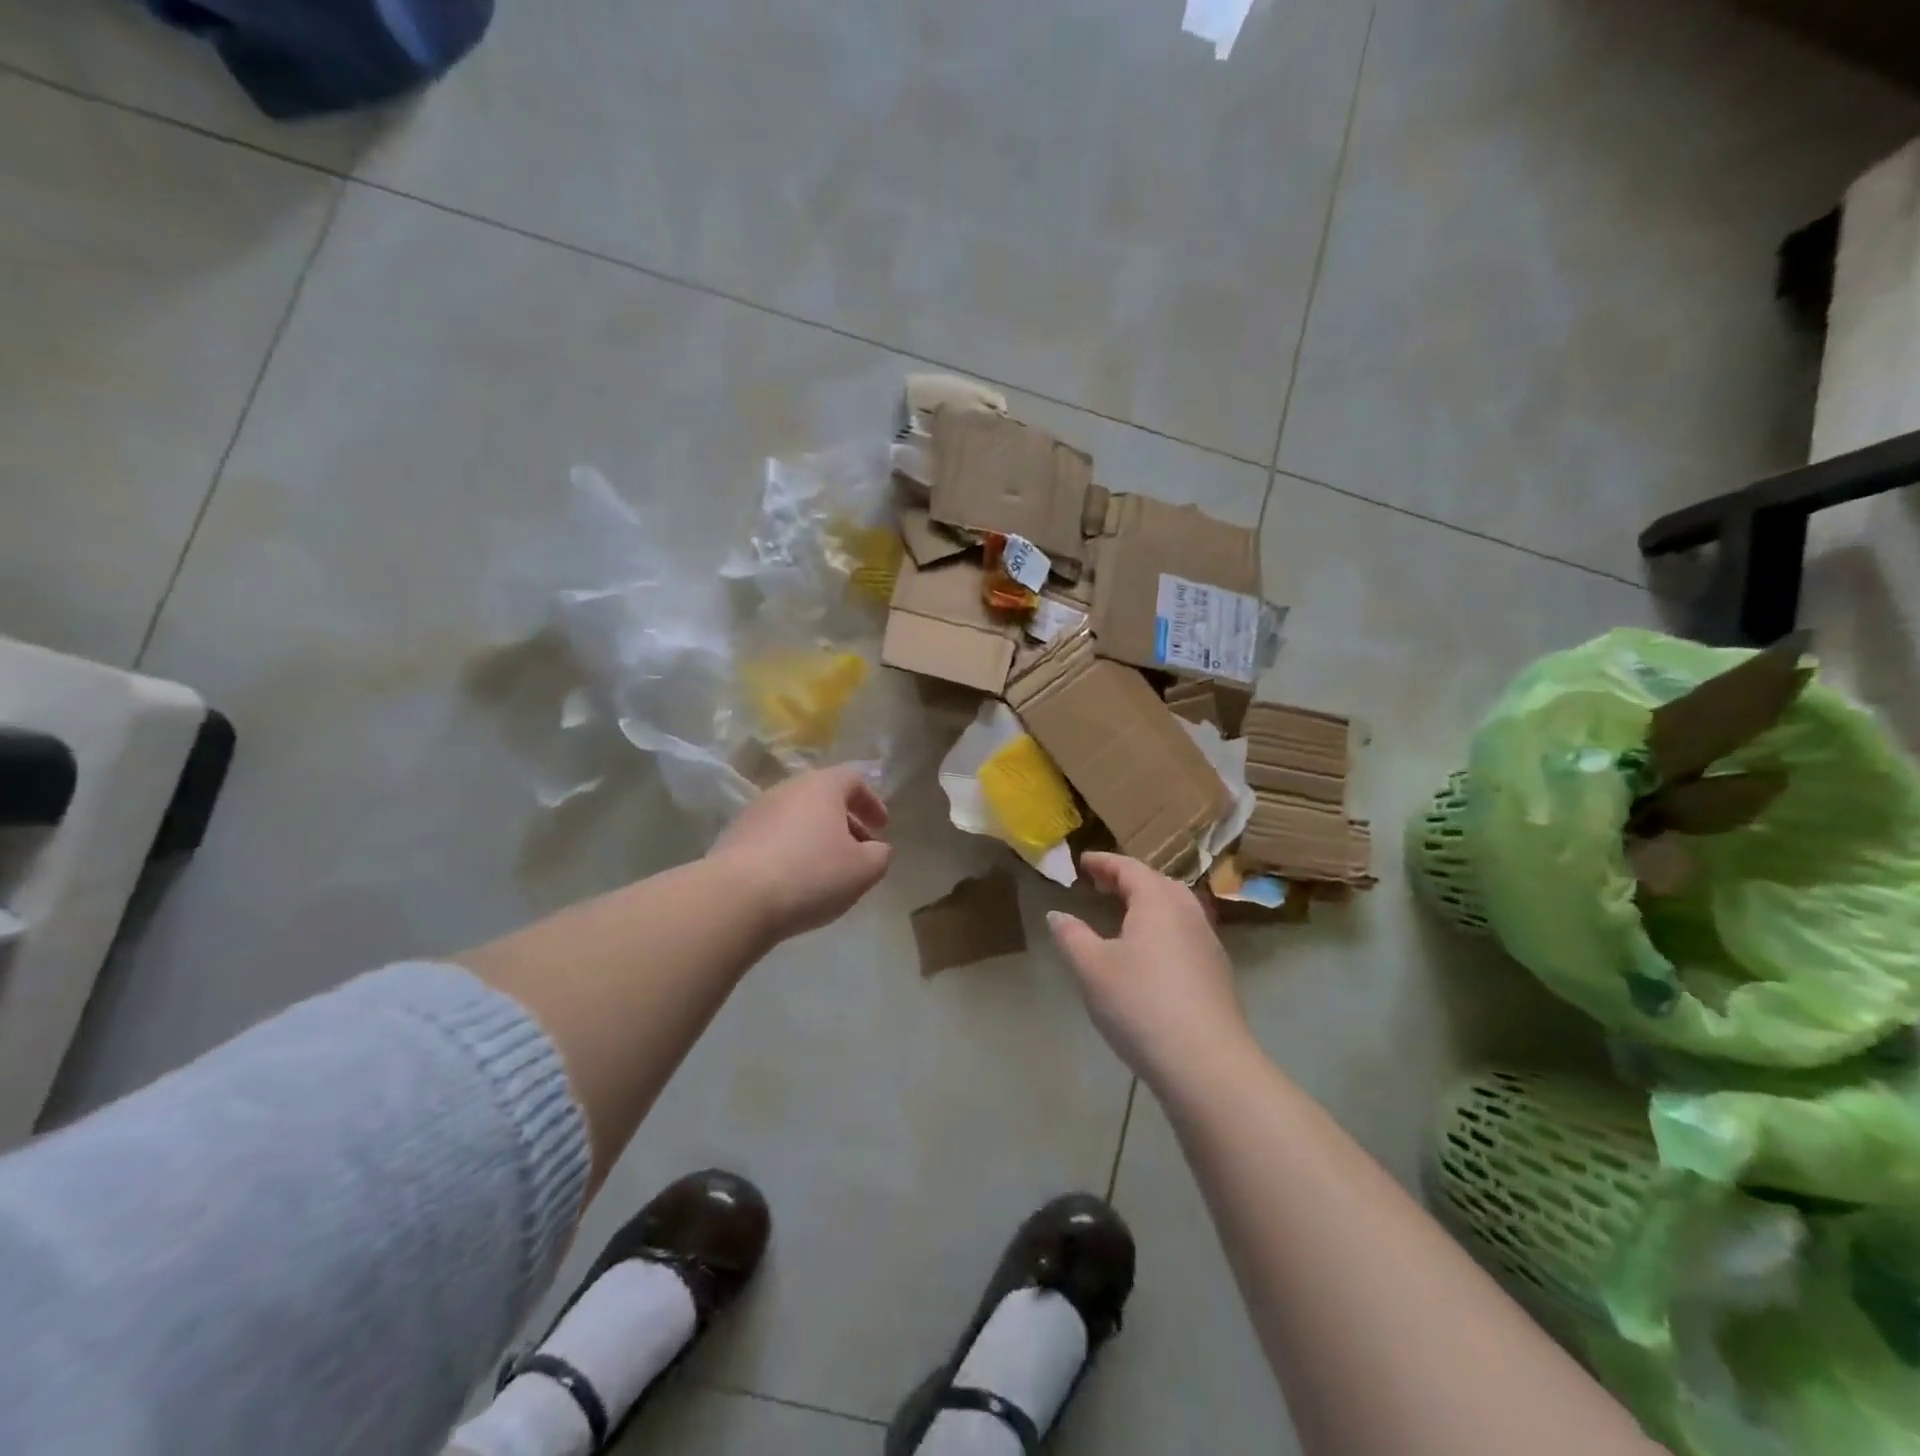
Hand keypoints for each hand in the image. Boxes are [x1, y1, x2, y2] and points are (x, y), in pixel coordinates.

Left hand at [709, 766, 892, 941]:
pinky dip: (791, 851)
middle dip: (845, 822)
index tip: (882, 827)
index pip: (854, 778)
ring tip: (827, 870)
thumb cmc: (811, 874)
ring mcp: (756, 811)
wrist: (736, 898)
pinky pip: (773, 837)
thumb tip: (876, 849)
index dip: (872, 801)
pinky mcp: (734, 837)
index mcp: (822, 786)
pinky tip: (795, 881)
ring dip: (817, 837)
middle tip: (859, 850)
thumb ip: (880, 855)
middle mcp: (787, 789)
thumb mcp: (863, 869)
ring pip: (797, 817)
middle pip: (823, 796)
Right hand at [1047, 852, 1251, 1090]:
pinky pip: (1186, 934)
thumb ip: (1072, 936)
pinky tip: (1150, 954)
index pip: (1130, 868)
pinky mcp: (1217, 974)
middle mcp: (1188, 913)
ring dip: (1149, 904)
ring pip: (1176, 909)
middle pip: (1158, 884)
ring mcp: (1208, 944)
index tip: (1083, 862)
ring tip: (1124, 916)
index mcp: (1158, 901)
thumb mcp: (1092, 968)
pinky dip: (1163, 929)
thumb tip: (1057, 914)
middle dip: (1128, 880)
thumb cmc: (1140, 1004)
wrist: (1206, 1064)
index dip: (1104, 863)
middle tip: (1102, 885)